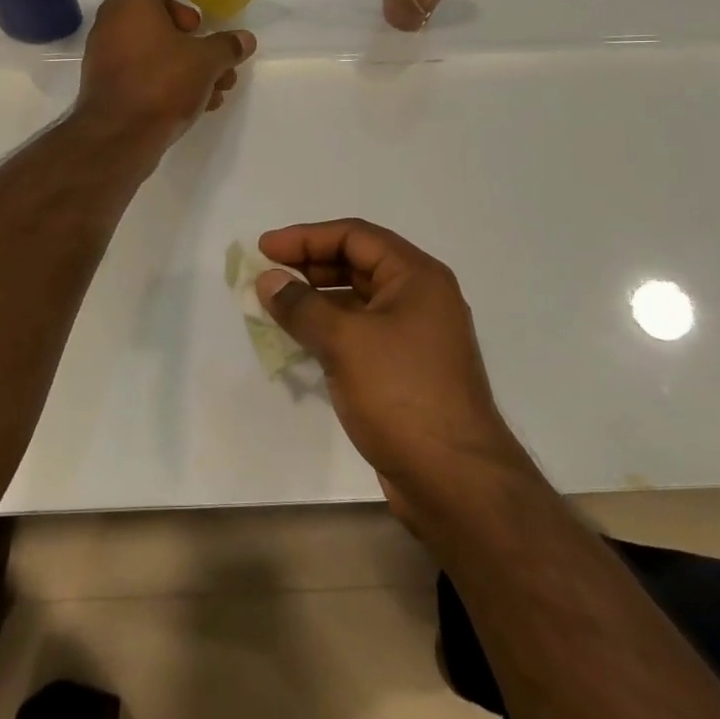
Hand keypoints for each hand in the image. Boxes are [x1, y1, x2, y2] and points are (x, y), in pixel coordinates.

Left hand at [77, 0, 255, 145]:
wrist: (116, 138)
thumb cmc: (160, 84)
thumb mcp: (205, 62)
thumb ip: (226, 47)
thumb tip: (244, 40)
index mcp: (131, 5)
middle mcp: (113, 25)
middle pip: (152, 9)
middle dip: (186, 23)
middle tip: (207, 39)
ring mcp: (107, 57)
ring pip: (152, 45)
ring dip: (186, 57)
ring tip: (219, 81)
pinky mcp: (110, 86)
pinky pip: (144, 70)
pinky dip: (170, 77)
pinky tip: (202, 102)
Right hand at [257, 219, 528, 528]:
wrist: (454, 481)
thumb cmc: (401, 394)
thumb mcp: (345, 342)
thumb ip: (302, 306)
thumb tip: (268, 280)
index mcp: (417, 276)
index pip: (355, 236)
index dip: (306, 237)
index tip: (265, 248)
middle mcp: (420, 298)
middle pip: (357, 264)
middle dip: (310, 265)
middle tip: (267, 275)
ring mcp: (415, 336)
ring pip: (358, 300)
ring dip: (317, 299)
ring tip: (275, 305)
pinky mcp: (406, 369)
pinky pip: (361, 332)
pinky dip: (330, 329)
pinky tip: (300, 339)